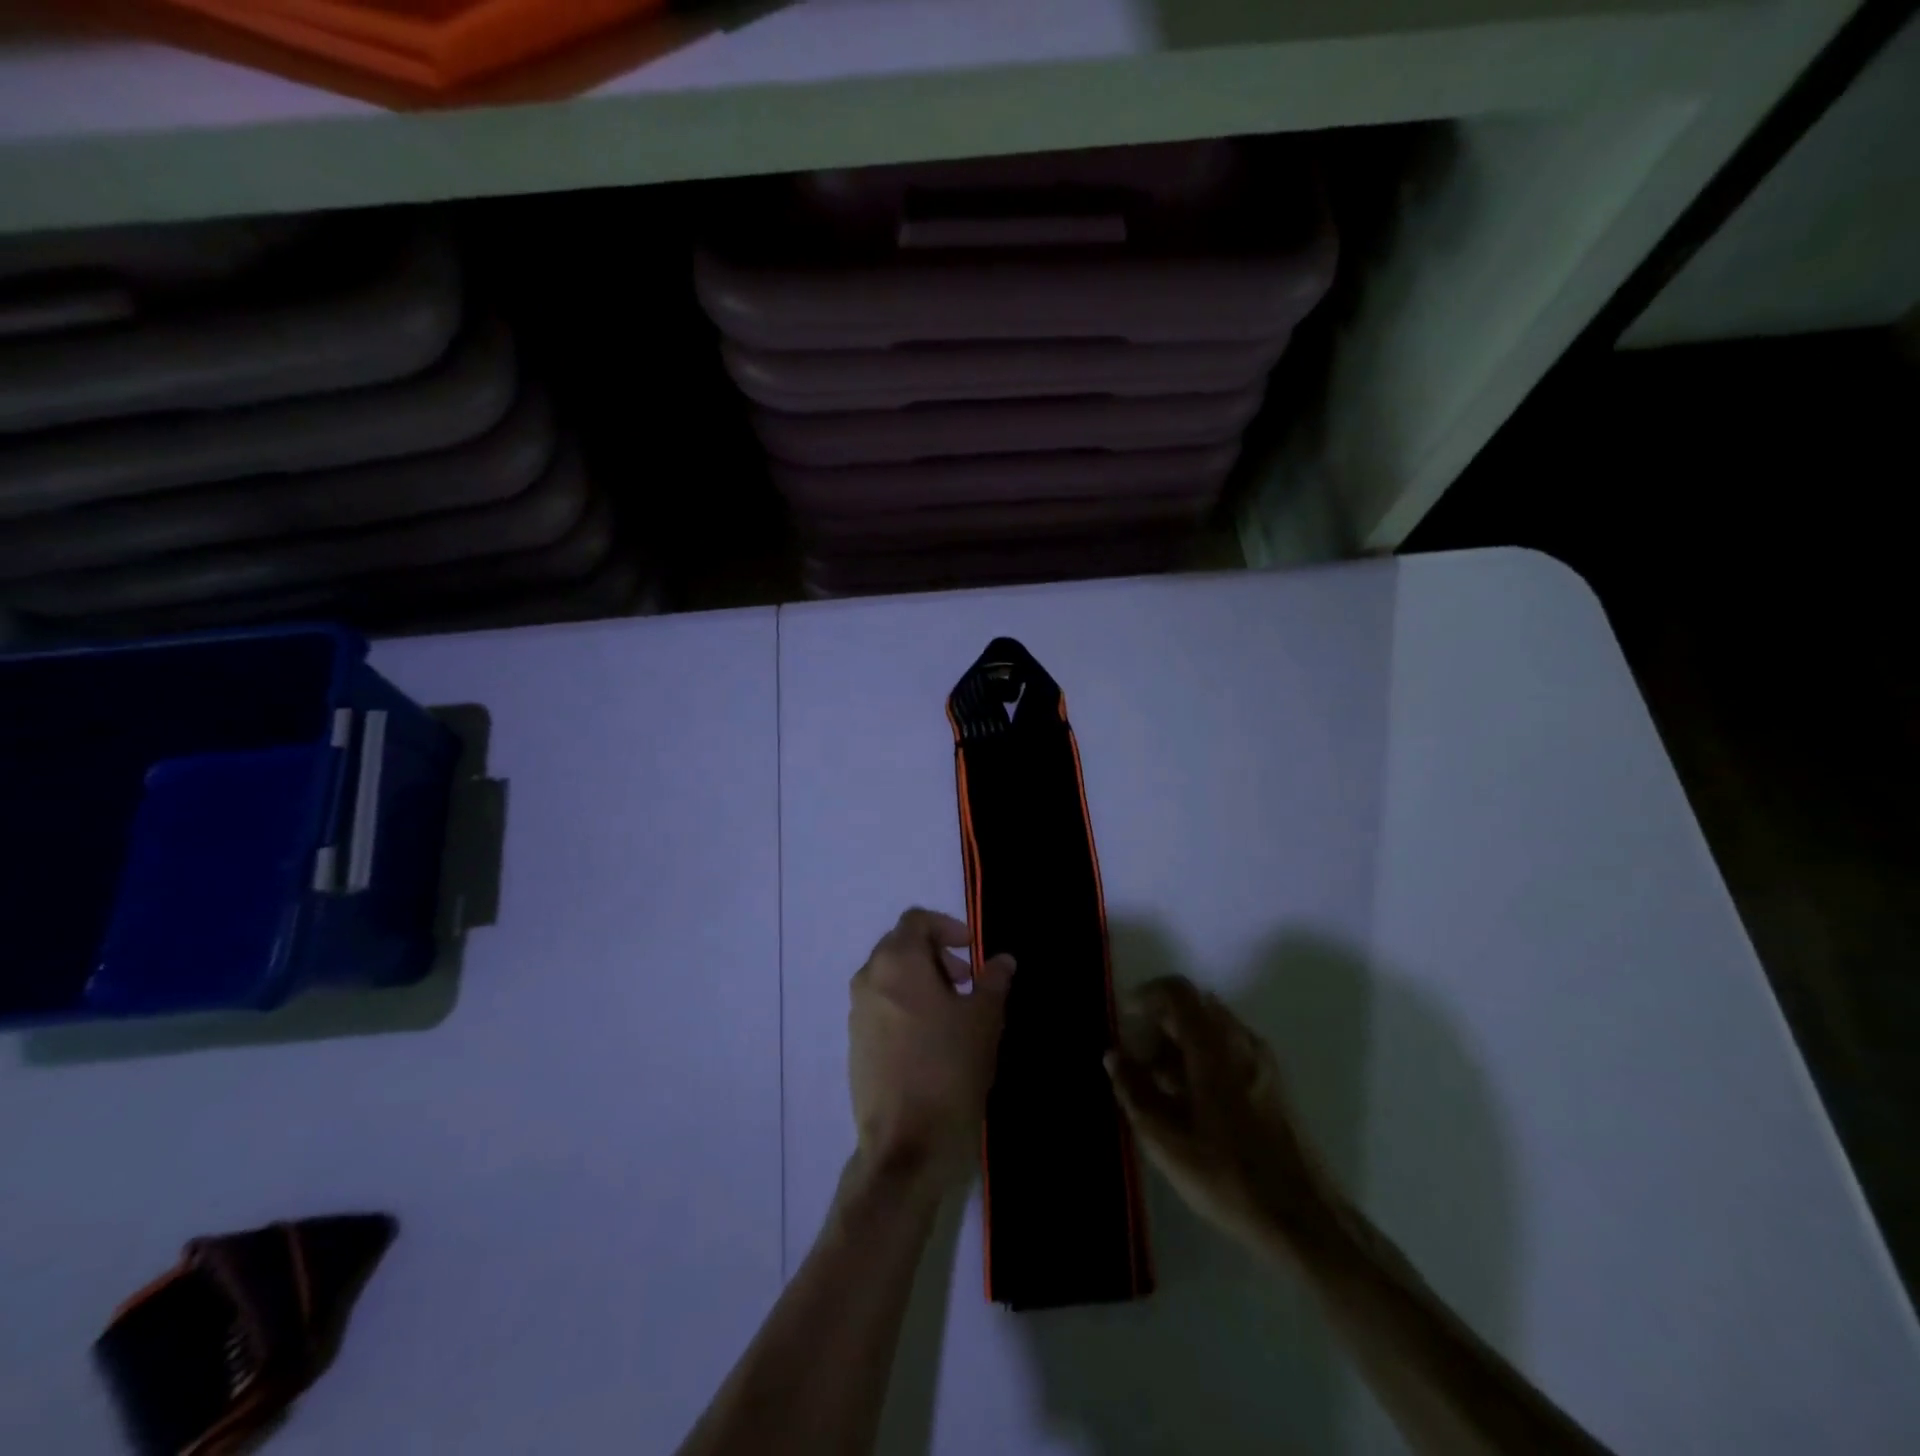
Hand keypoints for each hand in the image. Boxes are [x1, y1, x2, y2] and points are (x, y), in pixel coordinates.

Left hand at [848, 909, 1014, 1191]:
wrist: (905, 1145)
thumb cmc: (949, 1069)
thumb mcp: (984, 1020)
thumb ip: (993, 981)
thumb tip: (1001, 960)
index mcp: (897, 962)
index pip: (916, 920)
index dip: (947, 927)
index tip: (973, 950)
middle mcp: (869, 978)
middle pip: (901, 945)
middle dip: (936, 954)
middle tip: (967, 981)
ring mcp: (856, 1012)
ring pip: (890, 977)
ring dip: (922, 981)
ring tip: (954, 1012)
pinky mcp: (855, 1043)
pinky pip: (882, 1006)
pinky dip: (906, 1005)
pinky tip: (932, 1039)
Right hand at [1105, 975, 1342, 1258]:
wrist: (1303, 1219)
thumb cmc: (1228, 1176)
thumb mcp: (1166, 1140)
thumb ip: (1134, 1091)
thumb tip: (1113, 1056)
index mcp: (1214, 1046)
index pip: (1178, 992)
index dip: (1146, 995)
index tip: (1124, 1019)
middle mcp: (1241, 1041)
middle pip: (1194, 1007)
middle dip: (1160, 1024)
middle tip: (1136, 1060)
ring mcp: (1262, 1062)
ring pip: (1212, 1030)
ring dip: (1180, 1044)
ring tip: (1157, 1086)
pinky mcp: (1272, 1084)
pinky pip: (1229, 1050)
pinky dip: (1201, 1058)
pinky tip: (1188, 1102)